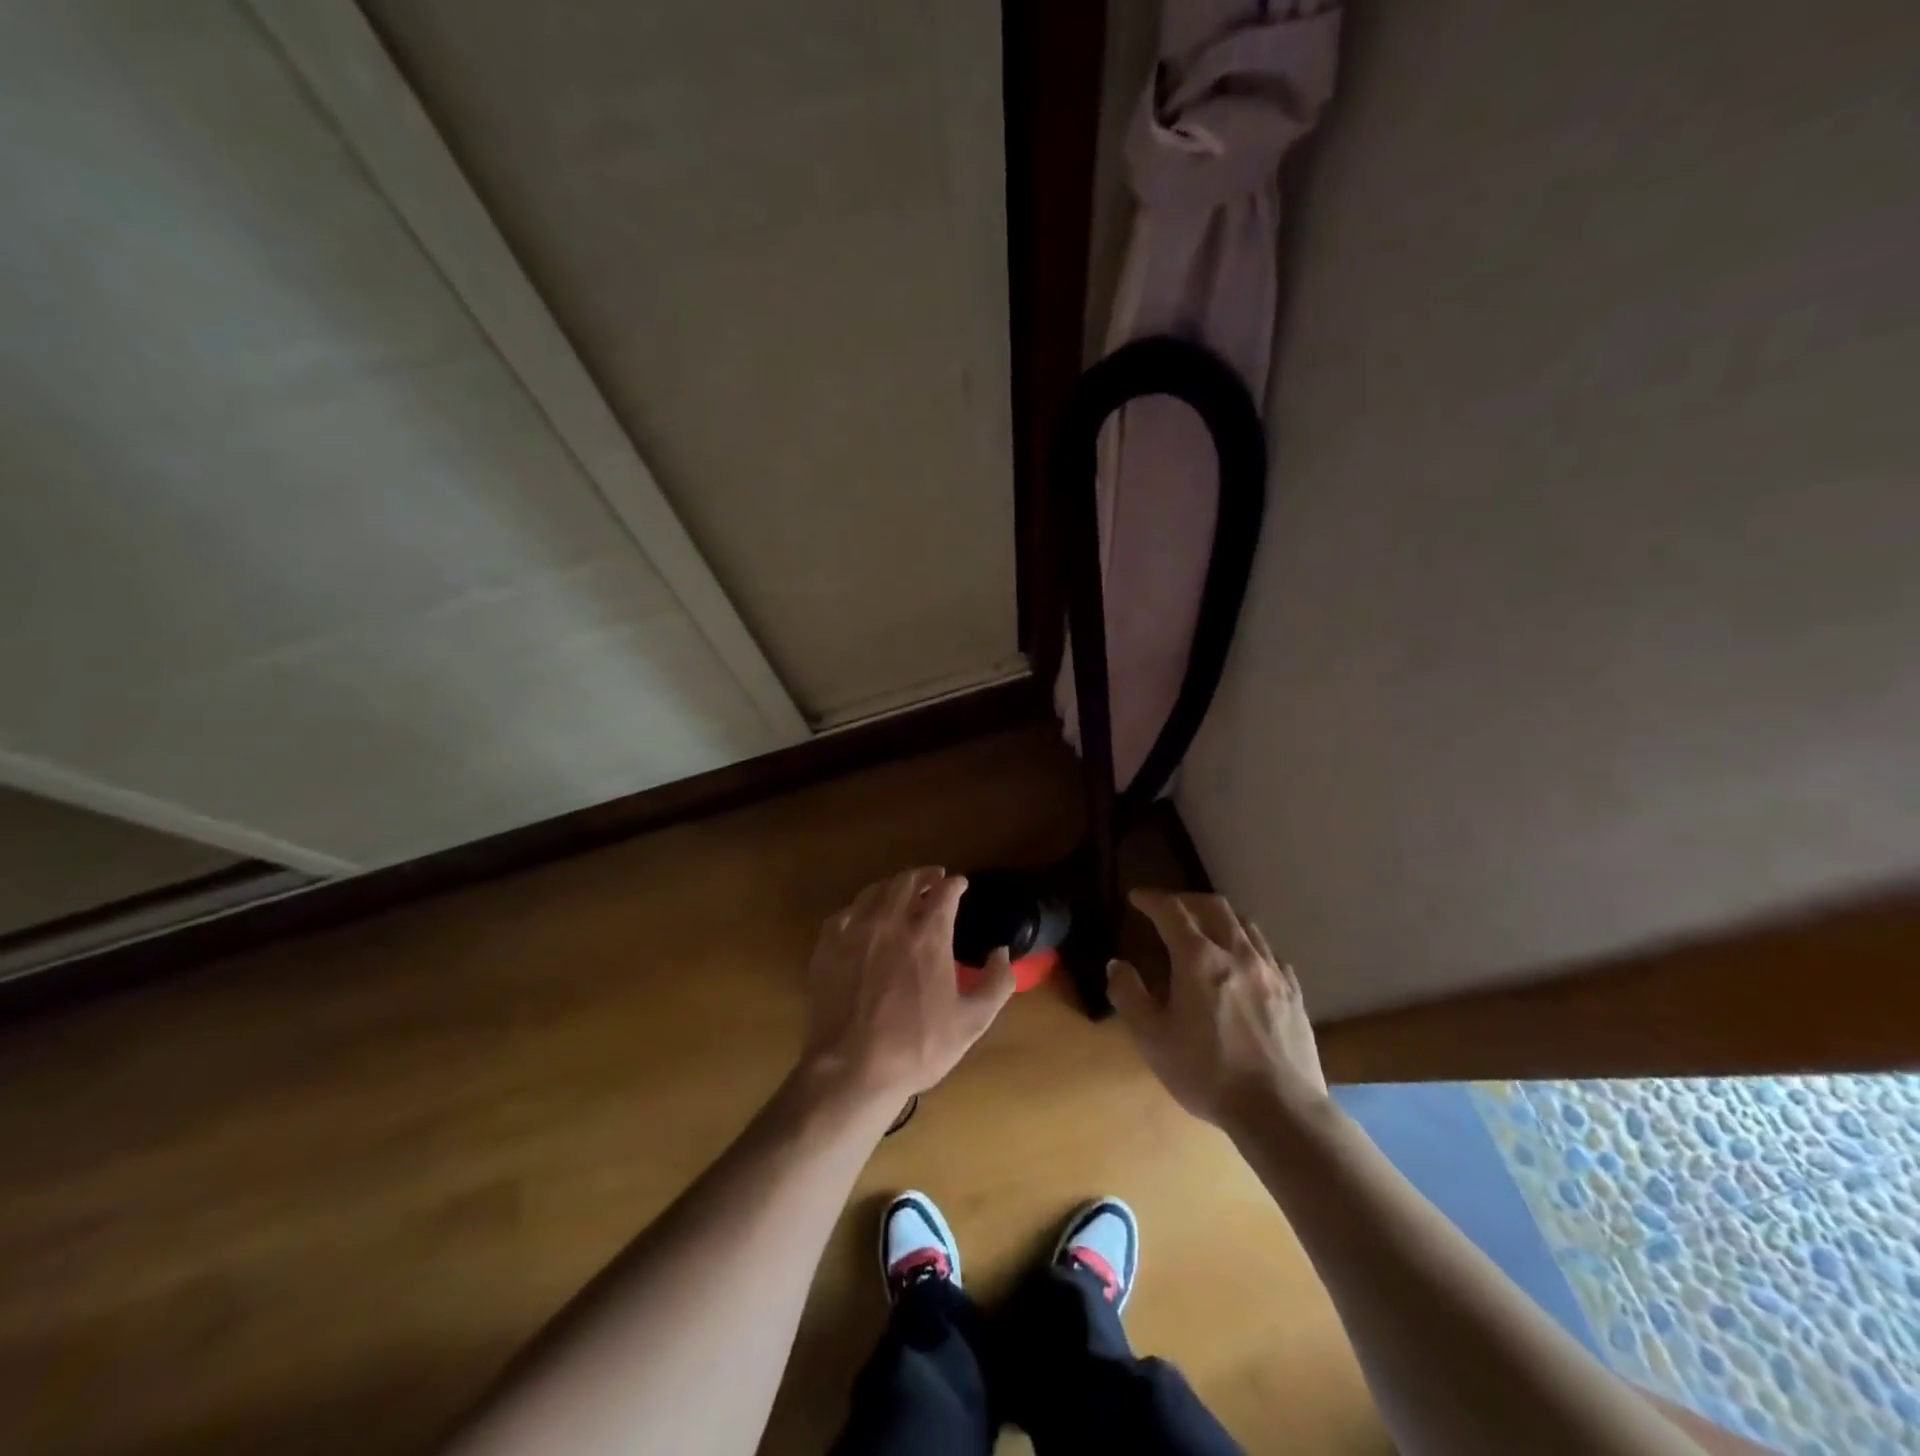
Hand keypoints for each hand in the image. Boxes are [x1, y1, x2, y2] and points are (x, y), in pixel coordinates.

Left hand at [800, 868, 1014, 1103]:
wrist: (852, 1069)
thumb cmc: (917, 1047)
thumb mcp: (972, 1022)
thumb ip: (997, 982)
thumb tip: (1003, 952)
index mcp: (928, 935)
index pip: (944, 892)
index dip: (955, 884)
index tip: (960, 884)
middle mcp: (891, 921)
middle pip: (907, 881)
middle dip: (924, 875)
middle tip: (933, 877)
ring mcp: (855, 931)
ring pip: (875, 891)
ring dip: (893, 885)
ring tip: (901, 890)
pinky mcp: (828, 946)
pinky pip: (846, 912)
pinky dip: (861, 907)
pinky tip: (864, 915)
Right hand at [1109, 889, 1328, 1127]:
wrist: (1280, 1110)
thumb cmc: (1207, 1072)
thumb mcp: (1151, 1038)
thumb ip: (1128, 994)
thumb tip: (1117, 964)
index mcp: (1199, 958)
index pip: (1172, 911)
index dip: (1151, 899)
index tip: (1136, 897)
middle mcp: (1237, 953)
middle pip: (1214, 906)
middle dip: (1187, 900)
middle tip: (1170, 908)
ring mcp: (1271, 971)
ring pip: (1246, 925)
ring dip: (1220, 918)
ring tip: (1206, 929)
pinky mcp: (1293, 993)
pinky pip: (1269, 953)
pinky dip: (1249, 945)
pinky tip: (1245, 963)